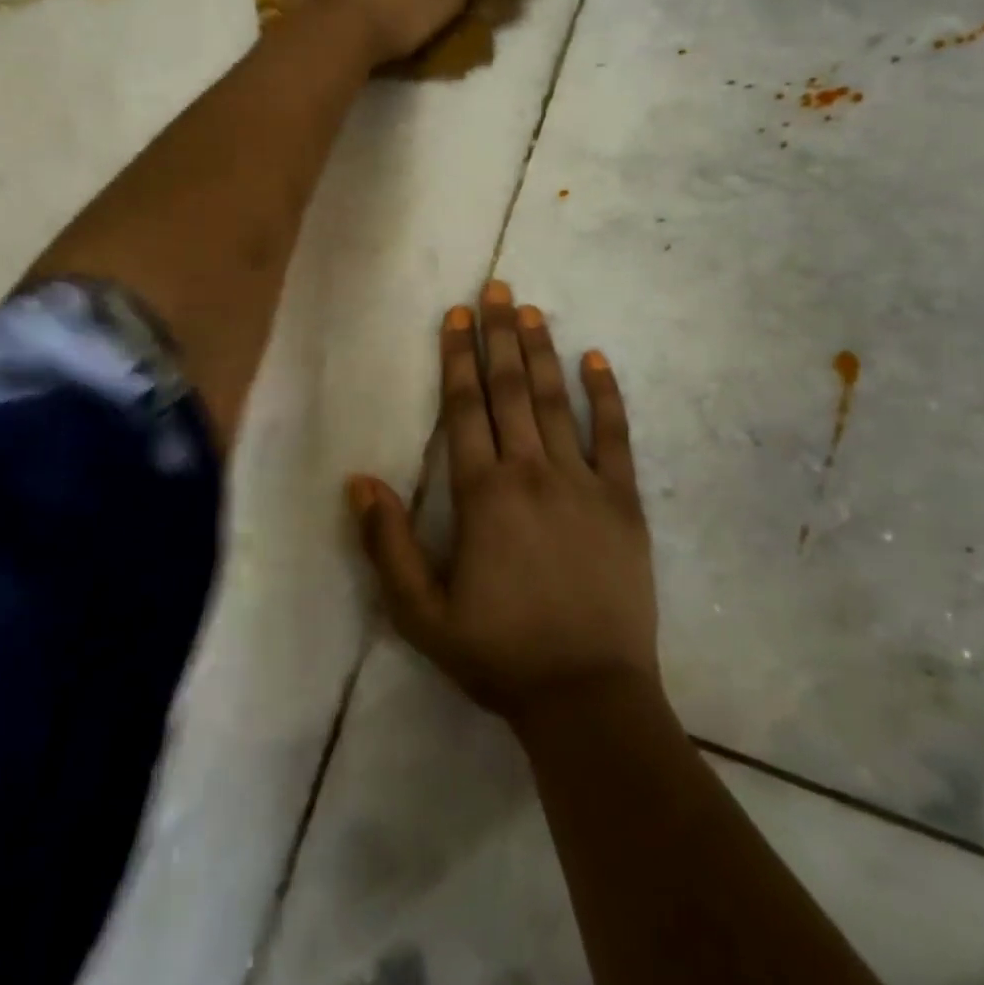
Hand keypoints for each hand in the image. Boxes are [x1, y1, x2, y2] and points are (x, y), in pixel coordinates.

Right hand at [348, 281, 657, 723]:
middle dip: (498, 335)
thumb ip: (388, 544)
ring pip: (555, 401)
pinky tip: (596, 360)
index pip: (465, 409)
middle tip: (495, 288)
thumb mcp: (421, 614)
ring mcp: (583, 482)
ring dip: (541, 352)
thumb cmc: (499, 654)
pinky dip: (605, 394)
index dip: (458, 358)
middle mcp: (531, 473)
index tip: (456, 315)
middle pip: (509, 390)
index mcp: (482, 495)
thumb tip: (361, 480)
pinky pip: (615, 435)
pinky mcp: (623, 500)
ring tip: (531, 310)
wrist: (587, 696)